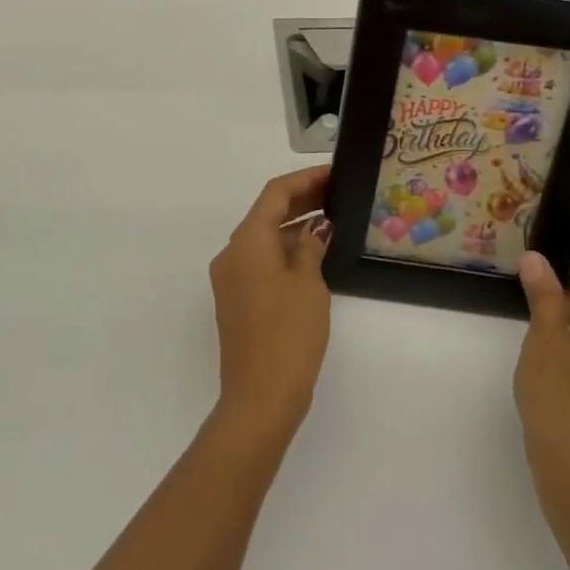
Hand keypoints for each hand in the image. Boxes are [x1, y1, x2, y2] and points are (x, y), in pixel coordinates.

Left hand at [207, 166, 332, 448]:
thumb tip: (316, 230)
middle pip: (266, 214)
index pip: (274, 194)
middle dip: (301, 200)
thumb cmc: (288, 334)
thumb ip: (311, 247)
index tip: (333, 173)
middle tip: (337, 193)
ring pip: (264, 239)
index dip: (305, 179)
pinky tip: (315, 253)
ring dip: (295, 227)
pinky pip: (261, 261)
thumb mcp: (308, 284)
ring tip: (333, 219)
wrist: (260, 396)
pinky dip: (286, 251)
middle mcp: (232, 253)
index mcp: (246, 241)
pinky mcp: (237, 300)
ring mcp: (231, 279)